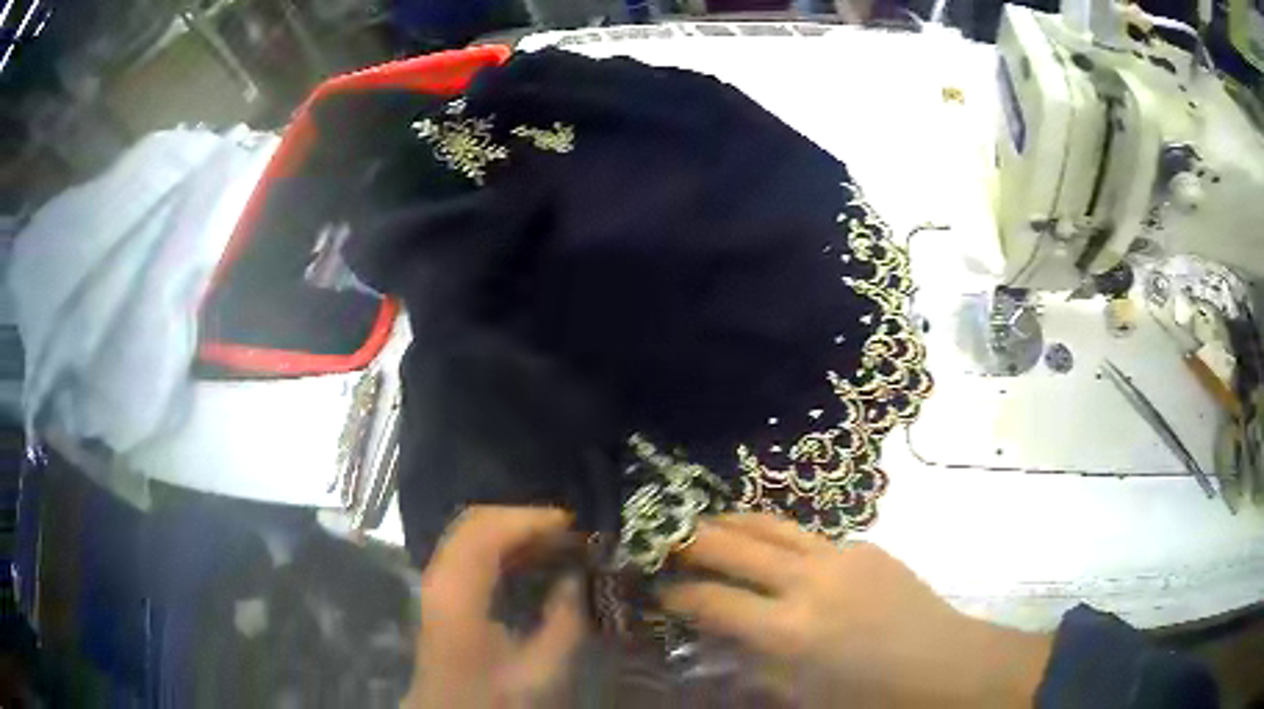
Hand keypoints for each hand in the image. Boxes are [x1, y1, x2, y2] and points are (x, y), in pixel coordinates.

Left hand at [403, 506, 585, 708]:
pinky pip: (467, 549)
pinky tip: (526, 559)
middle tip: (566, 531)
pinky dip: (498, 544)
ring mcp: (434, 581)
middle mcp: (439, 576)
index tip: (572, 524)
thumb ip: (564, 621)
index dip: (530, 519)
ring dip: (511, 530)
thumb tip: (575, 579)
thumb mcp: (541, 668)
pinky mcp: (439, 590)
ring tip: (553, 542)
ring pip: (468, 532)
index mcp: (458, 593)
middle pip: (474, 522)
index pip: (487, 531)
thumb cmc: (495, 696)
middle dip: (522, 519)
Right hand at [659, 514, 1052, 708]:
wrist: (945, 665)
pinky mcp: (864, 546)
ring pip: (770, 524)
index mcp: (788, 632)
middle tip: (662, 539)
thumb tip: (718, 641)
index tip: (655, 589)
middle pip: (732, 545)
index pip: (711, 600)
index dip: (675, 593)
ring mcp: (839, 556)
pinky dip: (777, 537)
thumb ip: (753, 665)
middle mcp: (808, 582)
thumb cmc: (870, 698)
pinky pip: (808, 536)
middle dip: (689, 540)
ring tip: (704, 524)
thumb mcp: (800, 696)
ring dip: (731, 522)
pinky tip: (772, 549)